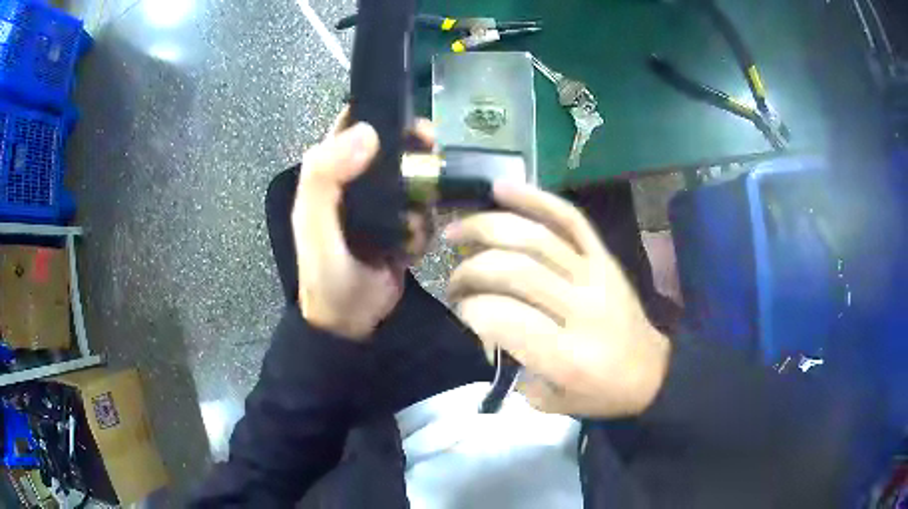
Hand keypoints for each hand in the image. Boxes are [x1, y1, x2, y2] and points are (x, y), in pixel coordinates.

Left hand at [292, 111, 433, 339]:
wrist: (351, 323)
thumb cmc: (326, 275)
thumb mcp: (315, 227)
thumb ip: (325, 178)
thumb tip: (366, 132)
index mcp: (328, 175)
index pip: (351, 127)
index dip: (378, 115)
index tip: (410, 122)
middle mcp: (354, 184)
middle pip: (391, 148)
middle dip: (414, 153)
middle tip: (433, 160)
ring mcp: (380, 207)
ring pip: (412, 179)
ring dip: (422, 195)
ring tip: (414, 224)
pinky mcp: (400, 227)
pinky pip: (423, 211)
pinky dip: (425, 224)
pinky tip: (413, 246)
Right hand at [445, 183, 671, 417]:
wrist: (650, 371)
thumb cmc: (599, 393)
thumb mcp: (549, 401)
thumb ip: (512, 365)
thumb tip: (483, 323)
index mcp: (568, 356)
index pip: (506, 319)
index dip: (472, 309)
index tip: (459, 311)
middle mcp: (583, 310)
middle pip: (517, 272)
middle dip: (472, 271)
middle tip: (454, 281)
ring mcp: (597, 275)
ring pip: (538, 239)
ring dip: (489, 228)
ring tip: (456, 230)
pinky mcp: (605, 256)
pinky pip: (571, 219)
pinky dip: (535, 199)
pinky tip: (501, 189)